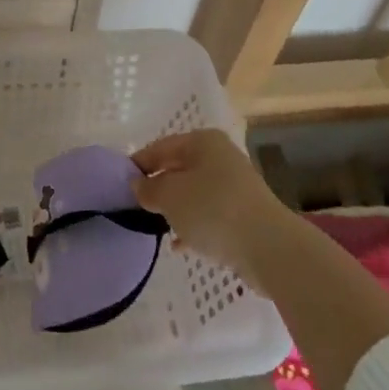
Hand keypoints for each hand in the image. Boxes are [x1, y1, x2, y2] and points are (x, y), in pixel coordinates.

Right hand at [131, 128, 292, 279]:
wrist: (268, 247)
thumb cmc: (212, 210)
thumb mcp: (170, 196)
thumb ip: (149, 189)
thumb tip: (139, 186)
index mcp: (202, 142)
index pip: (160, 147)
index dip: (138, 164)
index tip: (120, 184)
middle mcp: (220, 157)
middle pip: (179, 169)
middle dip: (158, 188)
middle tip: (136, 206)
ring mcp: (235, 186)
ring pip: (194, 193)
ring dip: (175, 209)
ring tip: (156, 226)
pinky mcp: (243, 214)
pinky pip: (209, 215)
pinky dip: (193, 225)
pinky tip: (180, 244)